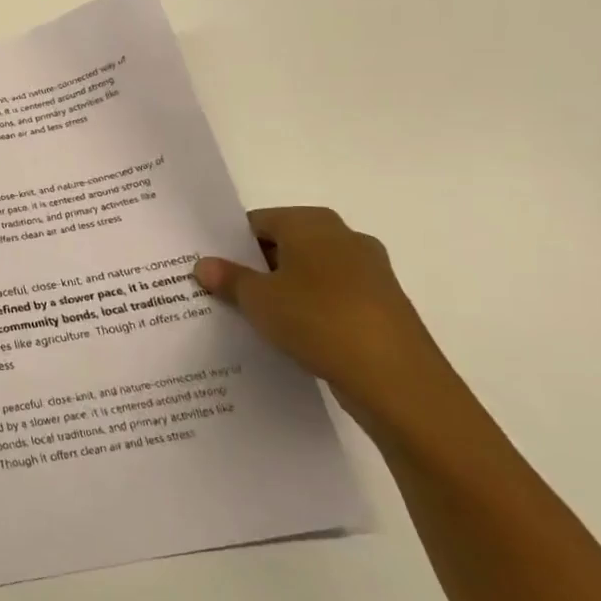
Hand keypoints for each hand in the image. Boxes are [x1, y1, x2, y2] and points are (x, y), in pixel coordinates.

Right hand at [196, 207, 472, 441]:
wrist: (396, 379)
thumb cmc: (318, 320)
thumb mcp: (258, 299)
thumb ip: (229, 278)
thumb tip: (204, 264)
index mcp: (313, 224)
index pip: (258, 222)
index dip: (229, 243)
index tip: (208, 266)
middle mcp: (345, 238)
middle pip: (285, 245)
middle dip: (254, 266)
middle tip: (220, 290)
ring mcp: (369, 272)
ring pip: (309, 273)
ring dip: (281, 289)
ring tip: (249, 315)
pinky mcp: (381, 306)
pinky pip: (331, 298)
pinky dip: (307, 309)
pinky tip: (287, 334)